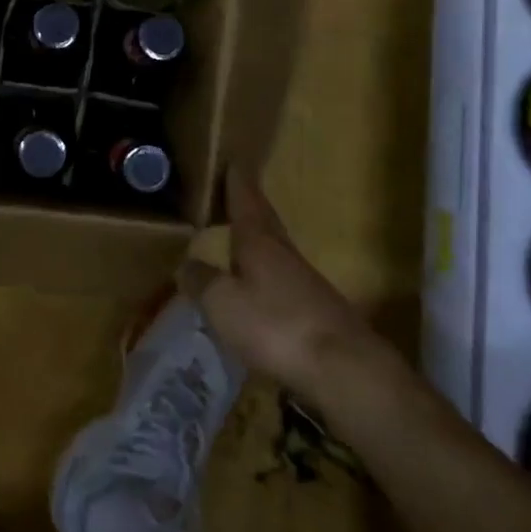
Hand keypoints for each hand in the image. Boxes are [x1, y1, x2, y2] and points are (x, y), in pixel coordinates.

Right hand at [179, 168, 385, 390]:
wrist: (345, 370)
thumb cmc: (275, 325)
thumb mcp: (222, 302)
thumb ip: (201, 281)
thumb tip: (185, 265)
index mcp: (259, 242)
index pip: (246, 201)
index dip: (237, 182)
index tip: (234, 161)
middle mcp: (284, 254)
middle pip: (265, 222)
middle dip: (249, 207)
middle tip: (233, 193)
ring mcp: (305, 283)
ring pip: (275, 252)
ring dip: (257, 242)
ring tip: (237, 240)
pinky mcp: (317, 313)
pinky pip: (283, 281)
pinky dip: (266, 275)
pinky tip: (258, 289)